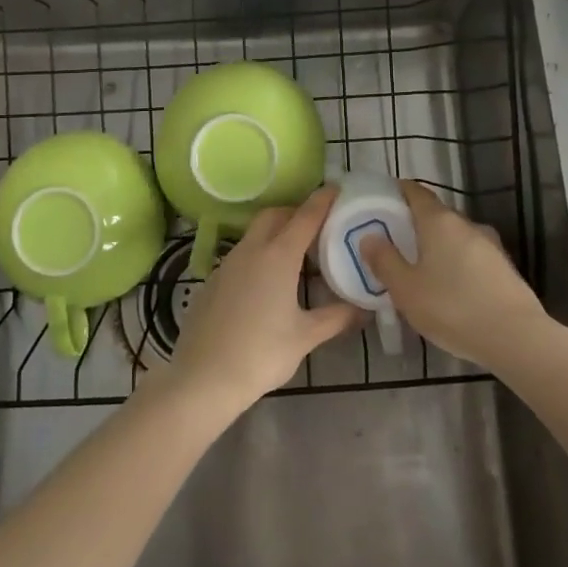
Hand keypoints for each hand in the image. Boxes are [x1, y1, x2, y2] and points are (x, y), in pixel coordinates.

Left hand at [165, 188, 357, 410]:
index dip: (323, 200)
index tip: (337, 189)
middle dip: (296, 212)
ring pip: (255, 233)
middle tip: (318, 226)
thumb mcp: (305, 336)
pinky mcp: (213, 280)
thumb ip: (336, 318)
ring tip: (295, 254)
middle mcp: (251, 250)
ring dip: (275, 233)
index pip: (305, 216)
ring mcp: (227, 263)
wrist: (203, 377)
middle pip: (275, 215)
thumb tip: (364, 309)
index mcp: (278, 256)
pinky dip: (258, 254)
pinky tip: (266, 282)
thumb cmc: (261, 353)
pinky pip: (241, 254)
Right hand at [362, 181, 547, 368]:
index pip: (416, 192)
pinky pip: (471, 257)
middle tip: (394, 243)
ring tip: (420, 270)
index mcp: (439, 221)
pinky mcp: (504, 268)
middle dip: (414, 225)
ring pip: (455, 238)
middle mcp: (467, 224)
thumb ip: (385, 261)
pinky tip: (450, 290)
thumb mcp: (406, 289)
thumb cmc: (453, 308)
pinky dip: (456, 264)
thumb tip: (369, 237)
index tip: (383, 200)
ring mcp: (490, 245)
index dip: (398, 191)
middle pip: (436, 215)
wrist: (517, 338)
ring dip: (437, 247)